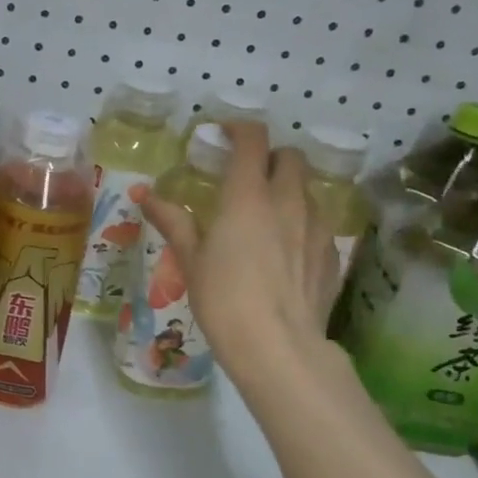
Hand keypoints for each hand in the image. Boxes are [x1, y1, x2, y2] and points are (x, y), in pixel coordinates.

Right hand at [138, 122, 341, 380]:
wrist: (278, 348)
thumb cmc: (224, 300)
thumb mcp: (191, 260)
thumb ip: (173, 221)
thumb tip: (145, 194)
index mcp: (248, 196)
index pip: (252, 140)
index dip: (238, 128)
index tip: (223, 134)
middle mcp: (288, 202)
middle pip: (290, 157)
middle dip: (270, 157)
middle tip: (247, 176)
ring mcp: (317, 228)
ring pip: (308, 190)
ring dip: (289, 190)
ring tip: (267, 216)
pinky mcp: (332, 256)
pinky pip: (319, 226)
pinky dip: (302, 225)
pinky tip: (286, 253)